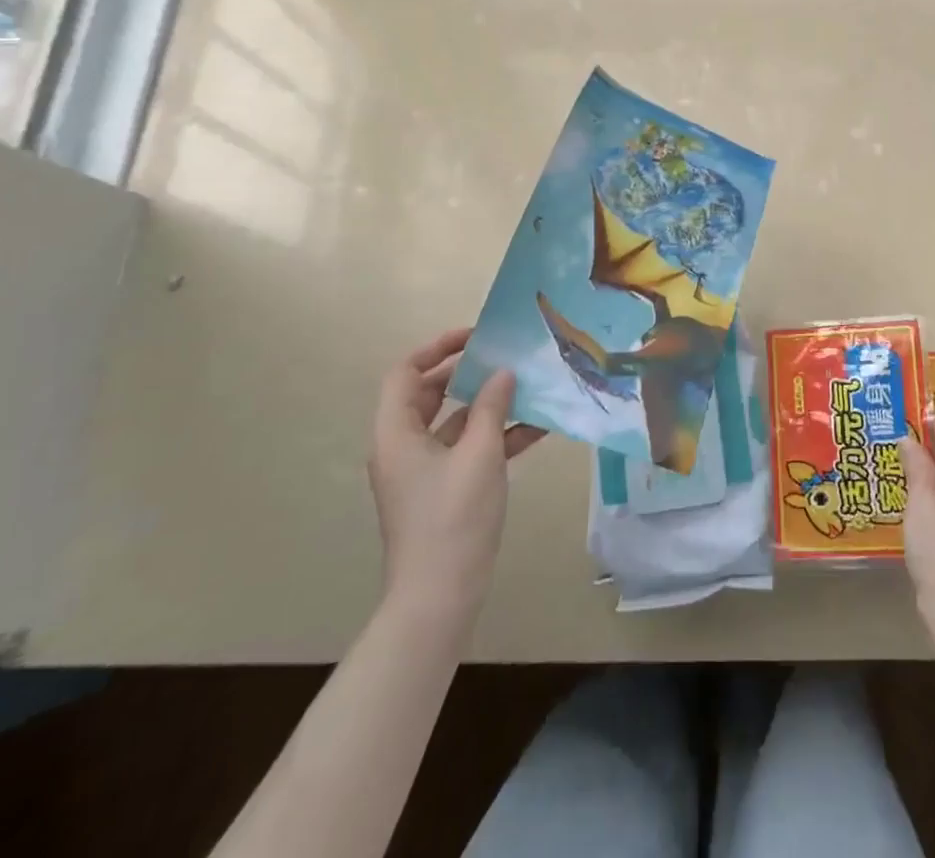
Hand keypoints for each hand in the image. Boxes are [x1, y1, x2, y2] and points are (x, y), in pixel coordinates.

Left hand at [367, 329, 543, 629]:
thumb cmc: (453, 518)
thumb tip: (503, 373)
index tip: (476, 337)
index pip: (405, 373)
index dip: (437, 348)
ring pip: (454, 423)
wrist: (440, 597)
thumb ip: (491, 407)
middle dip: (468, 374)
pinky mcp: (444, 490)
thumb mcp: (479, 454)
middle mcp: (403, 447)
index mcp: (397, 434)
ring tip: (529, 388)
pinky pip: (467, 450)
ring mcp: (423, 471)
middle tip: (504, 358)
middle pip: (430, 395)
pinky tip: (537, 429)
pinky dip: (496, 437)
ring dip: (489, 406)